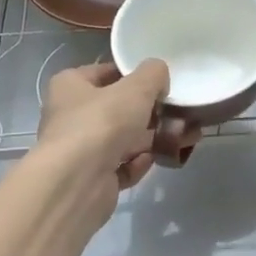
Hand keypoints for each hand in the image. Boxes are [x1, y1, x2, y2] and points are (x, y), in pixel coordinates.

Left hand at [36, 61, 177, 201]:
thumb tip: (159, 75)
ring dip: (152, 139)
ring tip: (184, 138)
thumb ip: (153, 74)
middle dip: (151, 113)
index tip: (162, 83)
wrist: (78, 182)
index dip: (134, 76)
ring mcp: (81, 149)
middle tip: (180, 114)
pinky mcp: (92, 178)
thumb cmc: (102, 123)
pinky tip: (154, 160)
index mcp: (71, 86)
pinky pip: (121, 166)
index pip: (105, 73)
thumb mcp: (136, 88)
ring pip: (123, 139)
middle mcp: (71, 115)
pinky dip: (138, 163)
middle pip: (117, 109)